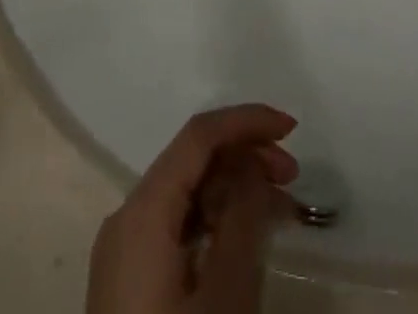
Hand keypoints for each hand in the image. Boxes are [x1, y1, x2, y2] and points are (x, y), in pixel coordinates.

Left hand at [86, 104, 300, 313]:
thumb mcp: (224, 294)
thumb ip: (243, 218)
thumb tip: (253, 165)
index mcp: (141, 210)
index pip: (197, 136)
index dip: (246, 121)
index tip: (293, 129)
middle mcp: (126, 219)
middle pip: (190, 162)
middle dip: (244, 157)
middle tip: (293, 176)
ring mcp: (124, 254)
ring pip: (185, 196)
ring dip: (234, 192)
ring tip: (282, 208)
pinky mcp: (129, 285)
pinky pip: (176, 229)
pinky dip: (214, 223)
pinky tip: (247, 238)